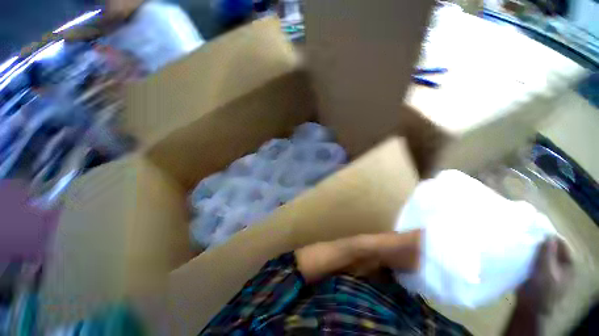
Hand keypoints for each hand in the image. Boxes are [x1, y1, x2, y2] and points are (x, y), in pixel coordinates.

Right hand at [517, 237, 573, 314]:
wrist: (531, 308)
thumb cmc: (542, 290)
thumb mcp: (546, 271)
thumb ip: (548, 253)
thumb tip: (547, 234)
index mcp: (568, 264)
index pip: (562, 243)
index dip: (551, 236)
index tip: (536, 228)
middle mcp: (561, 265)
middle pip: (552, 248)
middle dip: (541, 242)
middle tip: (527, 234)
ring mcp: (550, 269)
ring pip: (542, 253)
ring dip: (534, 248)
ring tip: (522, 241)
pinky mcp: (539, 272)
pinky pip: (535, 259)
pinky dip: (529, 255)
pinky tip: (520, 252)